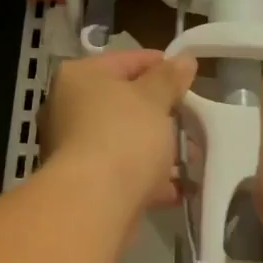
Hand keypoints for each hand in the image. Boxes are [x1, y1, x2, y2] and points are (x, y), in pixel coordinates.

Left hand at [39, 50, 198, 211]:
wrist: (95, 202)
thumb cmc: (123, 136)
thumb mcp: (153, 99)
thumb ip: (169, 78)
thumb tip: (184, 60)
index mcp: (79, 77)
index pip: (126, 61)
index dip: (161, 66)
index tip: (190, 78)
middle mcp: (68, 109)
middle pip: (124, 103)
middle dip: (162, 113)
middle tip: (194, 118)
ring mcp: (74, 148)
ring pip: (126, 140)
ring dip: (159, 148)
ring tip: (193, 155)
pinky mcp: (86, 183)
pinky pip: (124, 172)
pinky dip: (149, 177)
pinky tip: (179, 186)